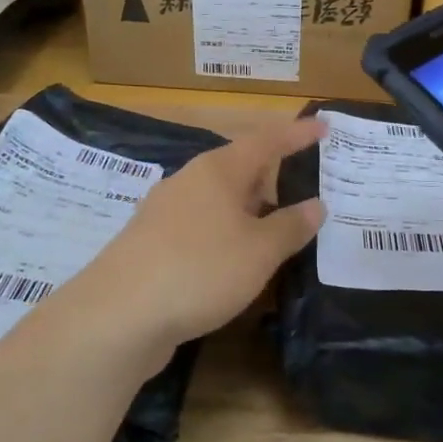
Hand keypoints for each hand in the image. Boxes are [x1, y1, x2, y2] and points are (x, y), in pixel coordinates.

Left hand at [73, 118, 326, 359]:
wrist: (119, 315)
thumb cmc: (200, 269)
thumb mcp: (259, 251)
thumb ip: (291, 226)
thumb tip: (316, 205)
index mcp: (217, 170)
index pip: (266, 141)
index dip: (296, 134)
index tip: (324, 127)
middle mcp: (189, 181)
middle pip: (240, 169)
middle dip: (273, 178)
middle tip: (308, 190)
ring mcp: (165, 213)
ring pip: (219, 201)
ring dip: (250, 211)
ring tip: (279, 230)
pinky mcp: (152, 244)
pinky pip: (202, 228)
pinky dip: (227, 235)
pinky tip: (238, 261)